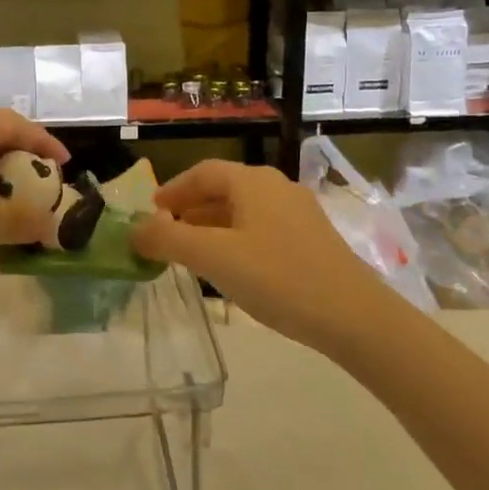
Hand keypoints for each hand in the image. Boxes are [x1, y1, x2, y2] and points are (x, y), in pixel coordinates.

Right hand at [131, 160, 409, 355]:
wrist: (354, 316)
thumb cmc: (277, 278)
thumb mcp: (214, 258)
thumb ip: (168, 240)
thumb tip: (134, 230)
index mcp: (253, 182)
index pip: (203, 172)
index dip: (173, 190)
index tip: (151, 212)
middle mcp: (277, 187)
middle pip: (224, 189)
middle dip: (191, 209)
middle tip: (166, 234)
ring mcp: (299, 212)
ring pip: (244, 210)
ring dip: (212, 225)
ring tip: (192, 253)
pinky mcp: (313, 239)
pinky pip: (262, 228)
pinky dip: (237, 238)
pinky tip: (232, 267)